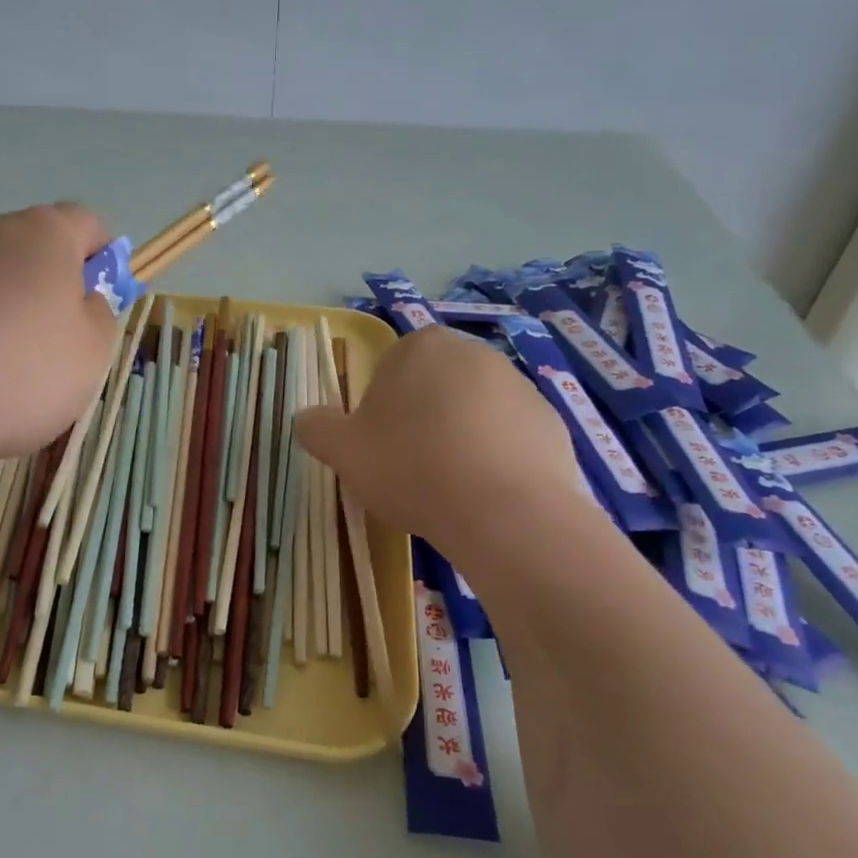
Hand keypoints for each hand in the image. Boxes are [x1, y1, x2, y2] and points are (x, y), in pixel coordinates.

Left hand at [0, 204, 119, 462]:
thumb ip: (101, 317)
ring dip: (5, 312)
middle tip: (55, 345)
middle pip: (35, 249)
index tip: (100, 302)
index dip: (103, 258)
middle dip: (51, 288)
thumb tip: (83, 299)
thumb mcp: (91, 354)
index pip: (88, 223)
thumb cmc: (18, 371)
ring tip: (0, 372)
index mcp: (45, 234)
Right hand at [295, 325, 586, 559]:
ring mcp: (520, 385)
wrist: (504, 510)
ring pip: (472, 412)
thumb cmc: (411, 466)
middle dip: (420, 422)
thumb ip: (317, 427)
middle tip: (410, 469)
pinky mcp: (552, 422)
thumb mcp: (343, 450)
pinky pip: (509, 438)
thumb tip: (305, 418)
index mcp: (420, 347)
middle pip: (432, 388)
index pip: (388, 370)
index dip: (379, 411)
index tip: (380, 449)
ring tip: (450, 488)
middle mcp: (473, 353)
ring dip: (458, 440)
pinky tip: (486, 495)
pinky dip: (495, 459)